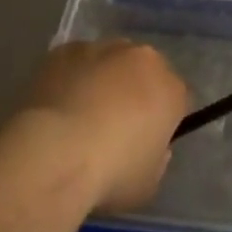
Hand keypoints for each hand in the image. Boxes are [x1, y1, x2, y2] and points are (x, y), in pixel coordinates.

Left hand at [23, 41, 190, 213]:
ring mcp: (102, 48)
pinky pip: (74, 62)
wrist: (55, 153)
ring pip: (108, 61)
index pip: (176, 98)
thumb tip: (146, 144)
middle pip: (143, 71)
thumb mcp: (148, 182)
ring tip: (79, 114)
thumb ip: (156, 158)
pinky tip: (56, 105)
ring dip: (102, 80)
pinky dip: (71, 77)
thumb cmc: (110, 173)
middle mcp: (141, 58)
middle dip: (134, 91)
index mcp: (170, 89)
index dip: (163, 119)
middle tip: (114, 125)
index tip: (147, 140)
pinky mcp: (65, 50)